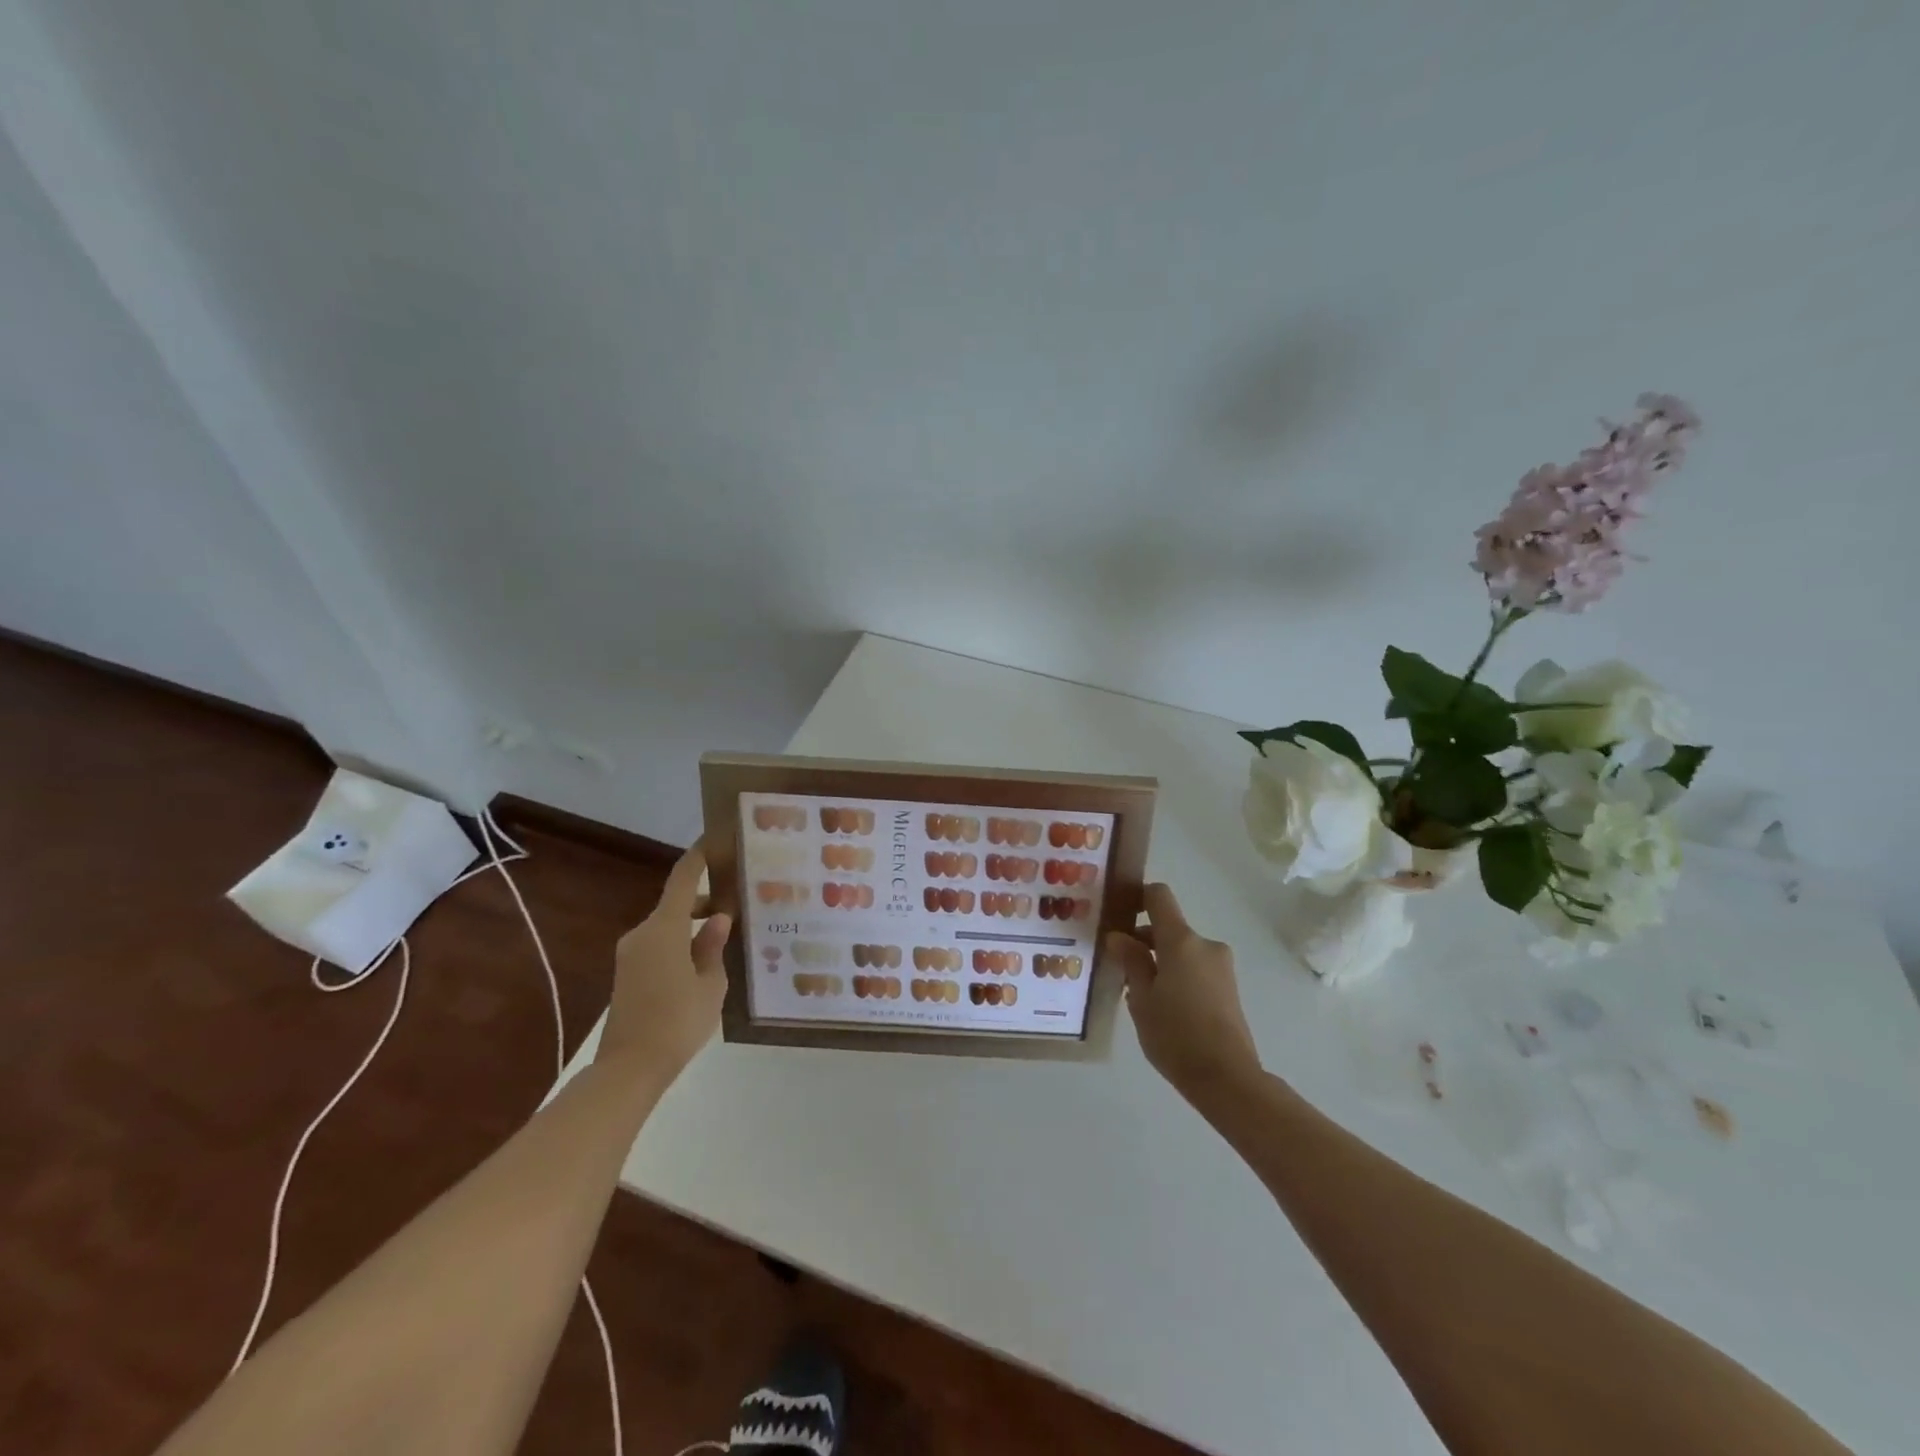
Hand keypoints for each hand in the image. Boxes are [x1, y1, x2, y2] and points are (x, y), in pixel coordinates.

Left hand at [600, 840, 730, 1083]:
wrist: (628, 1069)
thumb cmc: (677, 1021)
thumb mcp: (710, 984)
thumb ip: (713, 947)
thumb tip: (717, 919)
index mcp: (664, 928)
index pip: (683, 878)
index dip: (699, 856)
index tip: (716, 839)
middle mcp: (643, 933)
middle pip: (675, 903)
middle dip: (704, 900)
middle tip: (738, 902)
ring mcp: (631, 954)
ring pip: (667, 926)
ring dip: (692, 926)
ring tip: (725, 936)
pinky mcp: (627, 974)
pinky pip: (659, 945)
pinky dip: (680, 943)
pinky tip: (703, 962)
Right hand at [1106, 883, 1261, 1105]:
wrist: (1227, 1078)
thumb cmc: (1176, 1035)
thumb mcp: (1141, 998)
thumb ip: (1131, 962)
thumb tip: (1118, 936)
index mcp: (1181, 941)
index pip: (1159, 896)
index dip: (1137, 897)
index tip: (1118, 914)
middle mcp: (1205, 945)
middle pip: (1169, 927)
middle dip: (1144, 941)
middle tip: (1119, 966)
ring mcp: (1221, 967)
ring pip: (1182, 950)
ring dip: (1161, 961)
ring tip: (1140, 994)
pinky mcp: (1228, 988)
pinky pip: (1195, 968)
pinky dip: (1177, 975)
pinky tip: (1164, 1007)